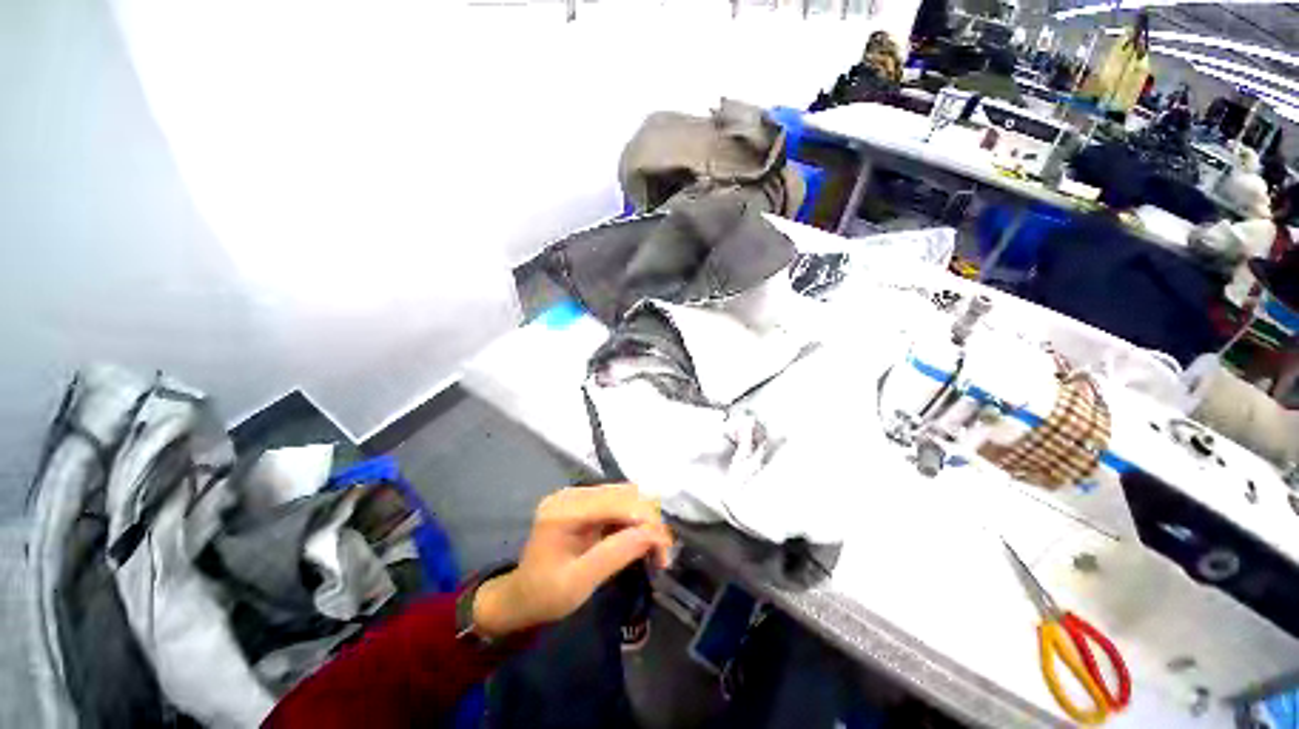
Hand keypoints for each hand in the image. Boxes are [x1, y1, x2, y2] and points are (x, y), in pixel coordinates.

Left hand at [472, 484, 672, 637]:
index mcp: (564, 511)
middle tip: (662, 554)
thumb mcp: (578, 584)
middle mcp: (572, 494)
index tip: (664, 550)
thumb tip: (653, 535)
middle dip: (648, 520)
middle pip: (624, 494)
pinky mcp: (584, 502)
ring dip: (645, 519)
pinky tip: (639, 540)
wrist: (521, 596)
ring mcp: (578, 496)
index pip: (616, 503)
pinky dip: (634, 520)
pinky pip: (618, 503)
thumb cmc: (544, 596)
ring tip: (654, 548)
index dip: (645, 520)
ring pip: (625, 495)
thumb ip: (615, 555)